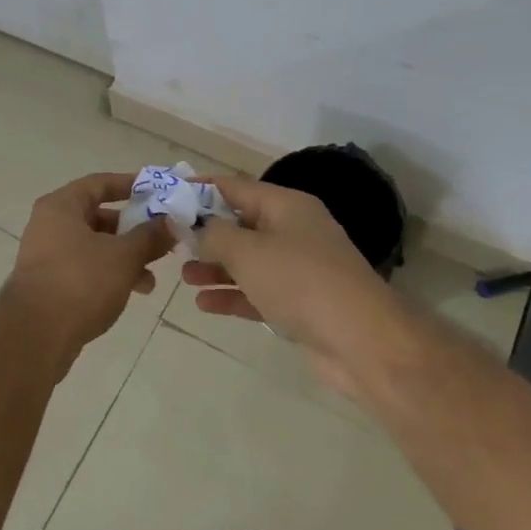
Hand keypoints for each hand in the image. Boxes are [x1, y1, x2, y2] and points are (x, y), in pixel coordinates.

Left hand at [0, 172, 175, 372]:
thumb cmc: (80, 281)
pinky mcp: (49, 284)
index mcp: (61, 206)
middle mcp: (49, 225)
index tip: (157, 192)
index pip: (99, 183)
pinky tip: (132, 292)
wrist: (35, 335)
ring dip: (125, 257)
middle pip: (97, 216)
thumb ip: (150, 236)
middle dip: (132, 229)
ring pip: (94, 246)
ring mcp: (46, 256)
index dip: (129, 185)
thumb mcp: (123, 255)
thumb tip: (170, 222)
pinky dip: (109, 275)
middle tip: (161, 239)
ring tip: (152, 277)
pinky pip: (86, 269)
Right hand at [185, 176, 394, 397]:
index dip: (199, 189)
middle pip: (240, 224)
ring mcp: (299, 268)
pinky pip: (258, 291)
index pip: (234, 187)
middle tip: (169, 243)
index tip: (167, 195)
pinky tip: (204, 304)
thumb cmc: (300, 282)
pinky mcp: (300, 302)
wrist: (362, 342)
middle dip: (205, 233)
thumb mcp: (247, 251)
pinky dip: (232, 294)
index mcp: (286, 205)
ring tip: (183, 276)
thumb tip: (192, 225)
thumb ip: (212, 234)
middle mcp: (293, 230)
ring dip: (215, 267)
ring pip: (247, 260)